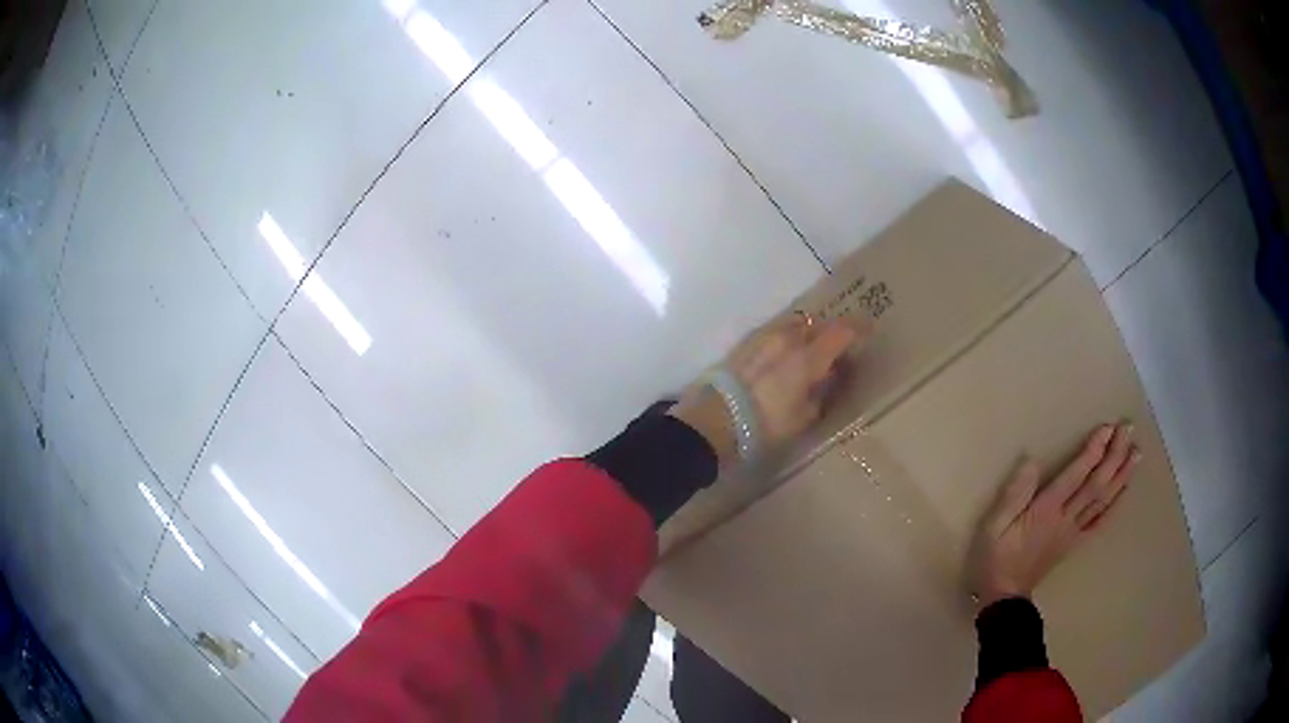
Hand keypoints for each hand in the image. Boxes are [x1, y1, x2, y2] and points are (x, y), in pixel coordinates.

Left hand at [670, 313, 868, 465]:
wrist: (714, 420)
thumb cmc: (765, 425)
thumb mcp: (803, 417)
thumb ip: (821, 392)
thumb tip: (828, 377)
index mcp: (807, 356)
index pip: (842, 331)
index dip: (859, 328)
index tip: (868, 329)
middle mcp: (787, 337)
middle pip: (817, 323)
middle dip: (830, 332)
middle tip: (836, 349)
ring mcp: (763, 336)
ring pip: (794, 324)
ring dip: (806, 333)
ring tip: (809, 352)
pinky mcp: (745, 342)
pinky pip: (775, 331)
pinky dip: (787, 338)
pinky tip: (784, 357)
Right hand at [968, 423, 1140, 608]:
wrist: (1004, 596)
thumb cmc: (996, 556)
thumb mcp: (994, 525)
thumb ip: (1014, 494)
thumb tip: (1032, 461)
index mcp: (1046, 510)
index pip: (1076, 475)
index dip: (1094, 450)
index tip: (1109, 428)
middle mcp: (1066, 518)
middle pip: (1096, 484)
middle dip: (1114, 455)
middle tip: (1129, 429)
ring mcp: (1074, 532)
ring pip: (1103, 501)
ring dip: (1121, 475)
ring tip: (1136, 453)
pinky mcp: (1076, 543)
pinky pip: (1100, 522)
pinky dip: (1115, 504)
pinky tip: (1125, 489)